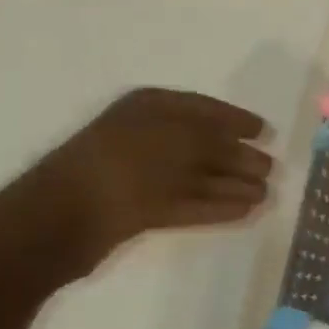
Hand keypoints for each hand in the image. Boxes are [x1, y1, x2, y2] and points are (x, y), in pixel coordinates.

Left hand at [0, 88, 273, 278]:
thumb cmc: (120, 164)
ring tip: (265, 195)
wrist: (57, 220)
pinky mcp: (138, 211)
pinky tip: (242, 211)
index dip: (235, 119)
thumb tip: (249, 147)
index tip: (265, 132)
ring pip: (197, 176)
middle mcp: (148, 136)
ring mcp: (141, 175)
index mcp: (150, 108)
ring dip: (232, 184)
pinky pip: (187, 203)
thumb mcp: (176, 138)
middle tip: (271, 169)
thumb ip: (214, 140)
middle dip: (238, 156)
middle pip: (202, 144)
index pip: (203, 108)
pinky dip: (215, 206)